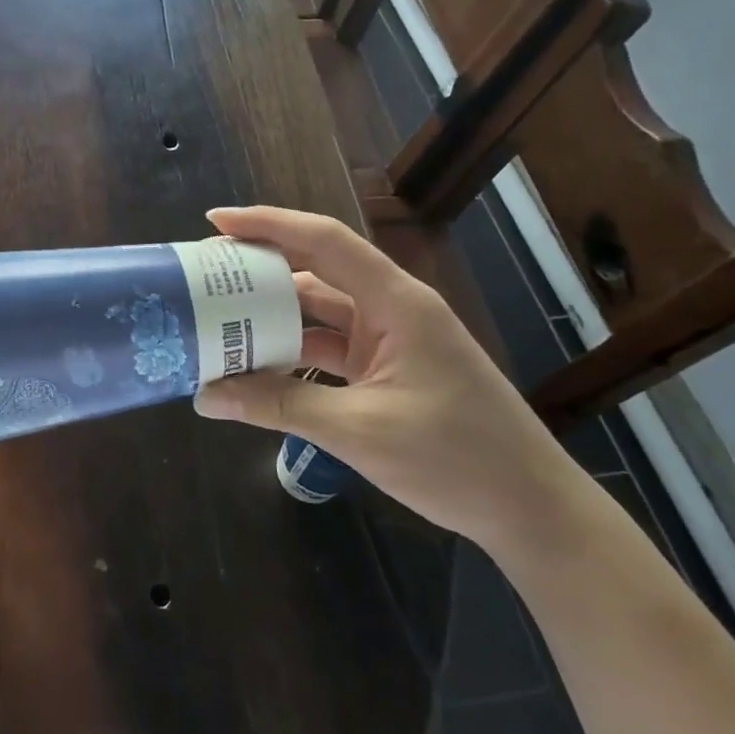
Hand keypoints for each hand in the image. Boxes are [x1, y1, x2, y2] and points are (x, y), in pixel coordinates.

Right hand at [192, 206, 582, 550]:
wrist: (531, 510)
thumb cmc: (456, 460)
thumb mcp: (358, 431)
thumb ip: (278, 406)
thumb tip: (206, 396)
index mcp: (397, 303)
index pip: (325, 242)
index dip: (269, 224)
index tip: (215, 223)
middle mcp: (392, 309)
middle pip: (317, 270)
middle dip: (260, 268)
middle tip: (203, 274)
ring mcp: (391, 340)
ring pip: (319, 310)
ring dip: (273, 314)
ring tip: (217, 317)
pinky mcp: (388, 368)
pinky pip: (328, 345)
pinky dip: (292, 350)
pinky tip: (255, 362)